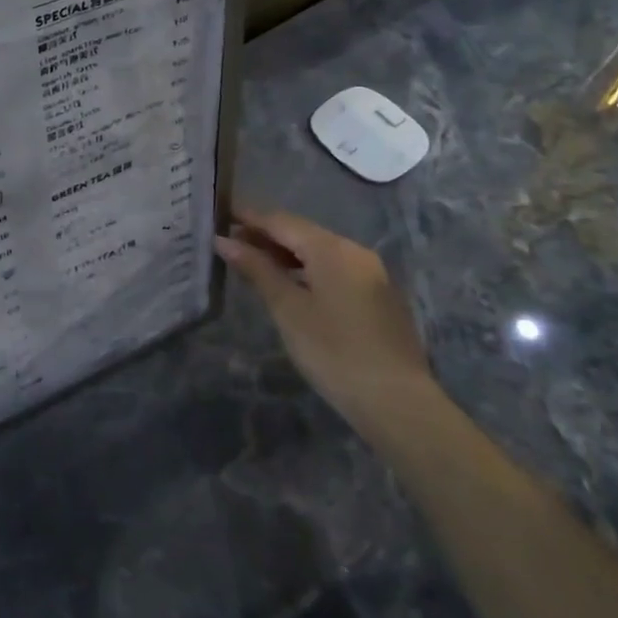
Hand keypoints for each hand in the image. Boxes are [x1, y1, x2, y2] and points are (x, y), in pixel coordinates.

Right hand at [214, 205, 433, 437]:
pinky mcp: (378, 297)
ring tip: (252, 262)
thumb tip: (224, 240)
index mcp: (332, 249)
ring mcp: (371, 275)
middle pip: (302, 233)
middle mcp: (355, 252)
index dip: (249, 216)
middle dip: (266, 235)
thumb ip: (256, 269)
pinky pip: (334, 270)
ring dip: (286, 253)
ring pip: (319, 252)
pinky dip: (307, 269)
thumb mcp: (287, 308)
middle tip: (229, 241)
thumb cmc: (333, 351)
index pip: (281, 221)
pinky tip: (289, 284)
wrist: (397, 403)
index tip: (219, 214)